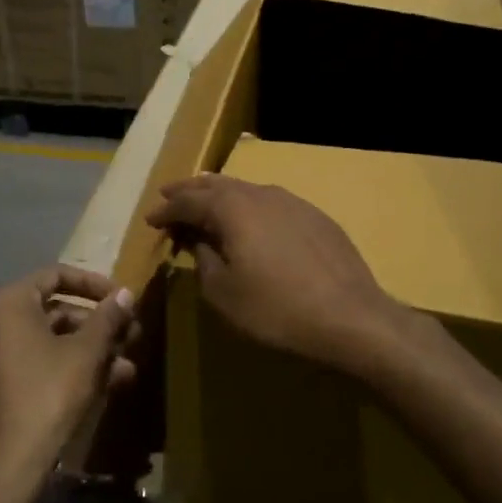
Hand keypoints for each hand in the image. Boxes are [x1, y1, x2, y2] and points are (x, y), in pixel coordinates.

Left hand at [0, 265, 136, 500]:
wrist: (6, 465)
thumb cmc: (48, 395)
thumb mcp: (86, 353)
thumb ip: (107, 318)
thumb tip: (125, 293)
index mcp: (9, 303)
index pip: (56, 275)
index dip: (94, 284)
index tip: (122, 299)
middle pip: (53, 310)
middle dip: (96, 324)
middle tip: (131, 335)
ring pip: (48, 340)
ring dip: (88, 349)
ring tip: (126, 367)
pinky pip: (34, 362)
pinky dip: (66, 366)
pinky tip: (105, 385)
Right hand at [145, 174, 404, 373]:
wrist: (350, 318)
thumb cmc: (276, 310)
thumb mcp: (224, 293)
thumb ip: (203, 259)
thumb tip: (197, 239)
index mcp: (232, 209)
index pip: (189, 201)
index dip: (167, 209)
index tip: (151, 219)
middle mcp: (261, 194)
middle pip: (217, 185)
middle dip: (191, 190)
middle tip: (170, 194)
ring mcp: (293, 202)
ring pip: (247, 189)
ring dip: (221, 194)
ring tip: (206, 201)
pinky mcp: (316, 217)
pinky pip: (272, 201)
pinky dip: (250, 205)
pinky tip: (252, 218)